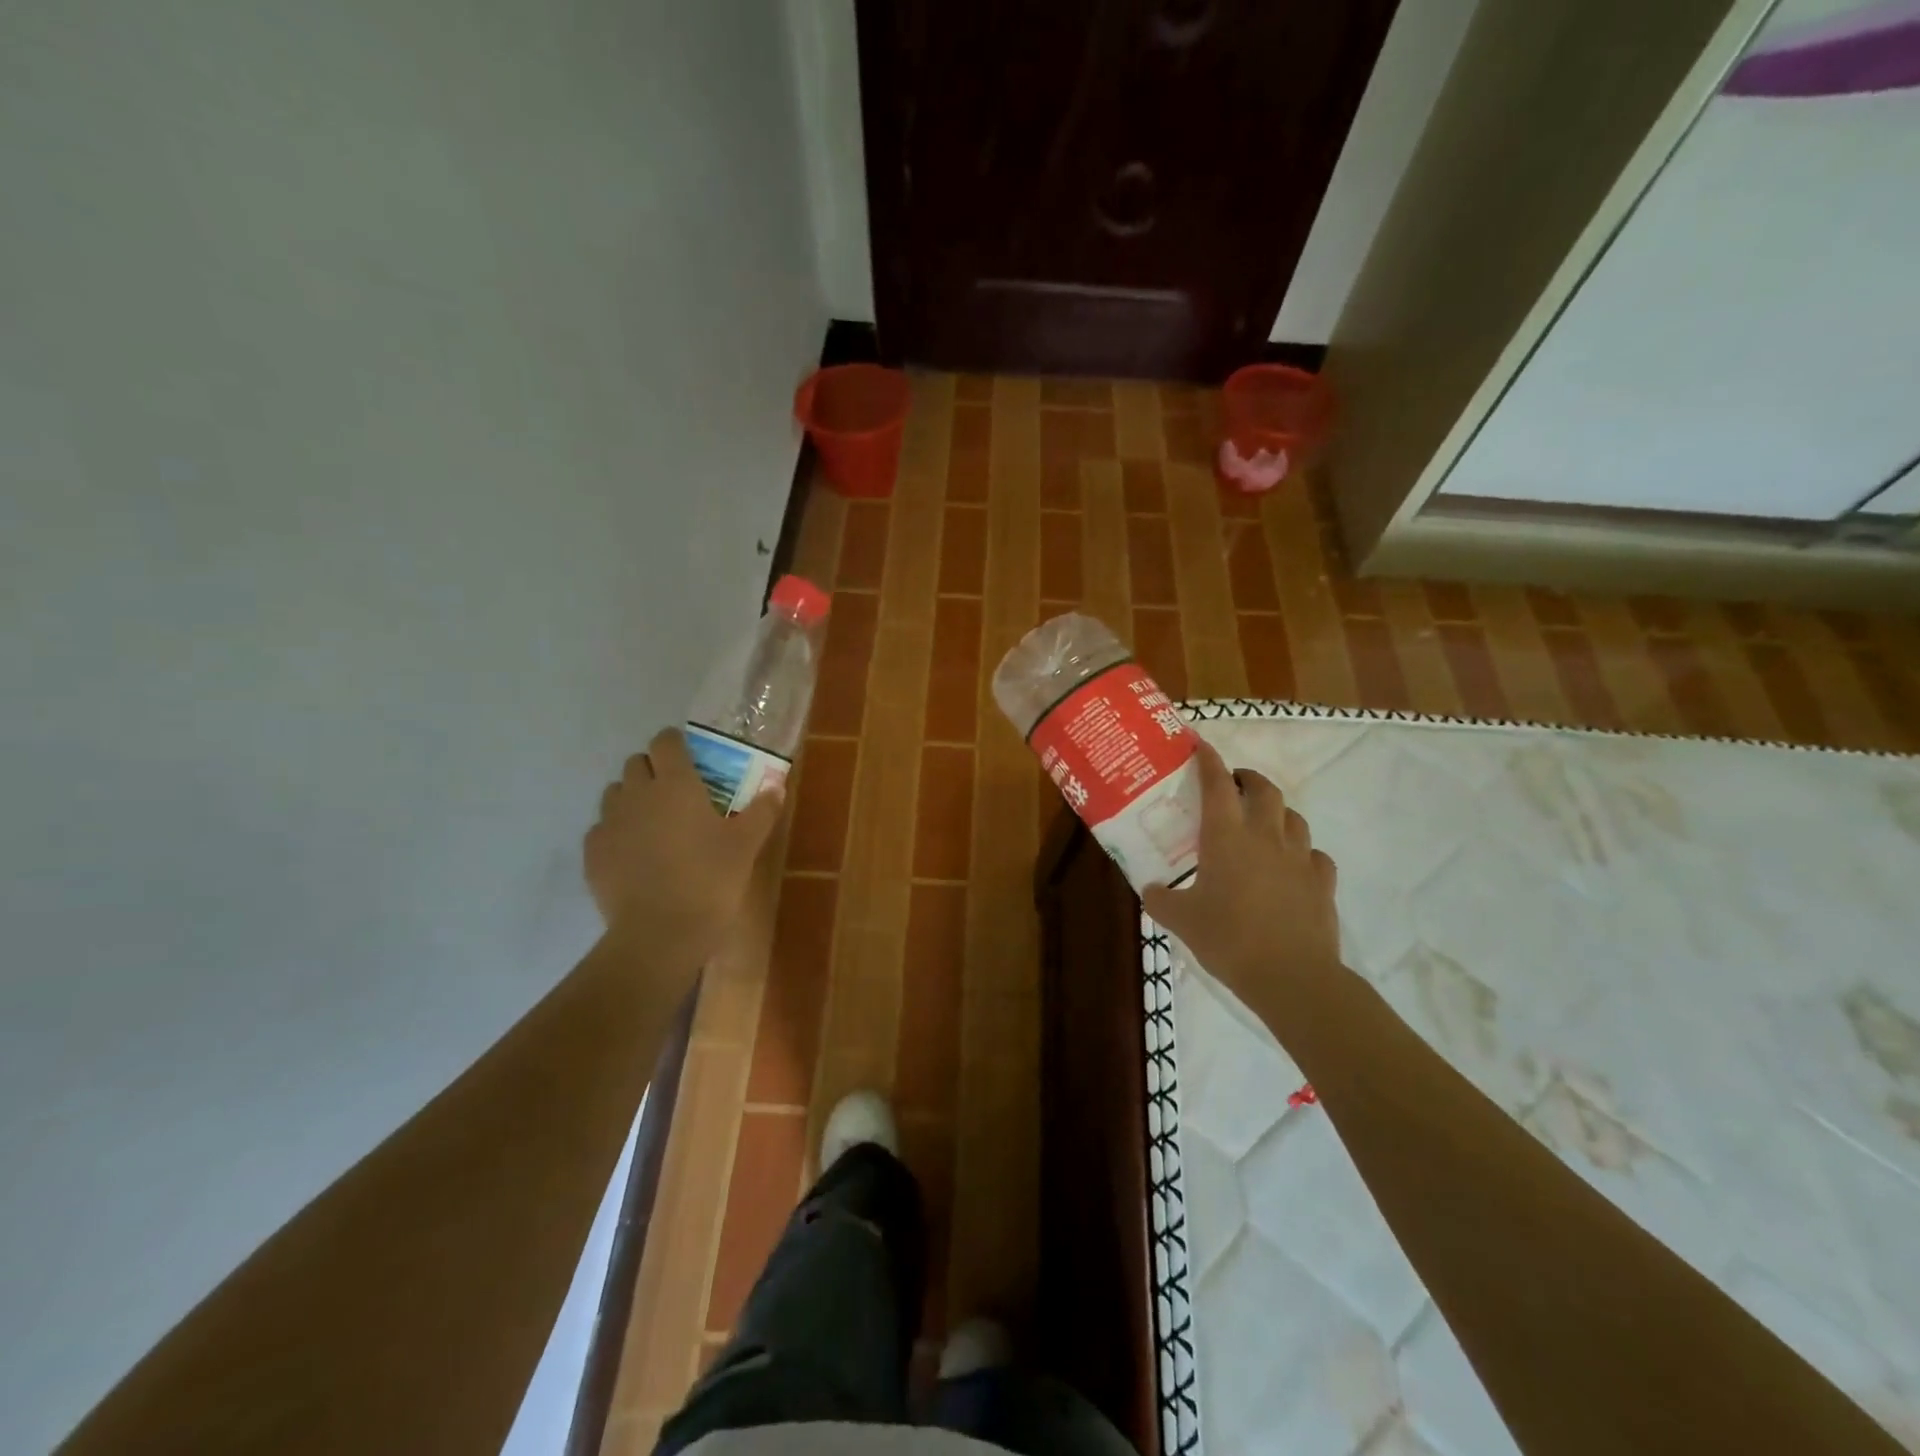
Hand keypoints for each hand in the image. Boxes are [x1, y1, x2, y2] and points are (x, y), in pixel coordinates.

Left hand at [584, 727, 782, 961]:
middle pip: (636, 763)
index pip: (666, 741)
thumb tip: (776, 786)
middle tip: (677, 794)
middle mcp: (637, 793)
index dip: (676, 744)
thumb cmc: (710, 880)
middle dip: (654, 769)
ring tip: (654, 824)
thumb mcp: (746, 845)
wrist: (660, 933)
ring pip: (615, 793)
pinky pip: (603, 828)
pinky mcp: (593, 852)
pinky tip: (635, 855)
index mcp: (676, 784)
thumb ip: (762, 810)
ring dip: (633, 798)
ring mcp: (610, 822)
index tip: (690, 757)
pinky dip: (617, 832)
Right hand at [1142, 739, 1344, 1029]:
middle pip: (1264, 790)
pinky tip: (1293, 866)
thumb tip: (1151, 891)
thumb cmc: (1228, 939)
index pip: (1217, 784)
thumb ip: (1161, 900)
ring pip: (1293, 817)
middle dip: (1249, 779)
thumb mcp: (1181, 921)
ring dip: (1277, 811)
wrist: (1291, 976)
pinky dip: (1302, 852)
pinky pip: (1314, 854)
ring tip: (1263, 822)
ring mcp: (1299, 858)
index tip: (1201, 746)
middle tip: (1235, 784)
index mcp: (1226, 837)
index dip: (1208, 761)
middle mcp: (1265, 836)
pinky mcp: (1322, 882)